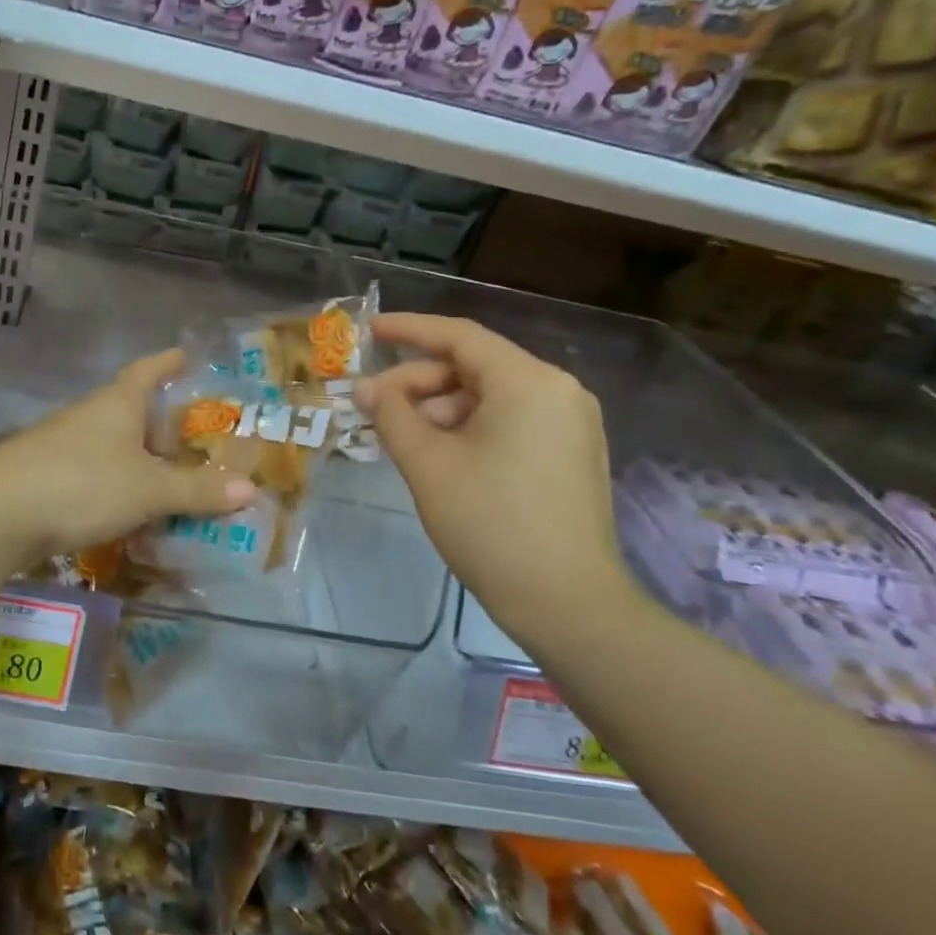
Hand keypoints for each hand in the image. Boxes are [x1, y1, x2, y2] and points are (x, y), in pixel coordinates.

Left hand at [0, 350, 256, 574]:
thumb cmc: (81, 484)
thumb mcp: (148, 489)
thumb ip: (197, 490)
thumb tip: (251, 489)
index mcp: (117, 402)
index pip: (149, 369)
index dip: (170, 361)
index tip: (189, 356)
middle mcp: (90, 415)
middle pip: (134, 411)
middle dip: (164, 427)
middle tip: (198, 447)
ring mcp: (63, 444)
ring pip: (114, 446)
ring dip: (141, 462)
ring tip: (172, 486)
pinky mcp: (46, 474)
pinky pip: (95, 473)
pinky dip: (118, 486)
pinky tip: (129, 513)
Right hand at [353, 313, 638, 645]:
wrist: (567, 604)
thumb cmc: (490, 523)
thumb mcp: (427, 463)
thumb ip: (391, 415)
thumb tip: (366, 388)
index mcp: (528, 382)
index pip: (460, 337)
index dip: (409, 330)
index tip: (369, 331)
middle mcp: (557, 391)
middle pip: (474, 368)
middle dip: (419, 383)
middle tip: (373, 407)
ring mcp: (570, 425)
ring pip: (489, 397)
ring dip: (439, 410)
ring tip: (399, 438)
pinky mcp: (570, 455)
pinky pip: (509, 422)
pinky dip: (467, 428)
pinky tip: (436, 453)